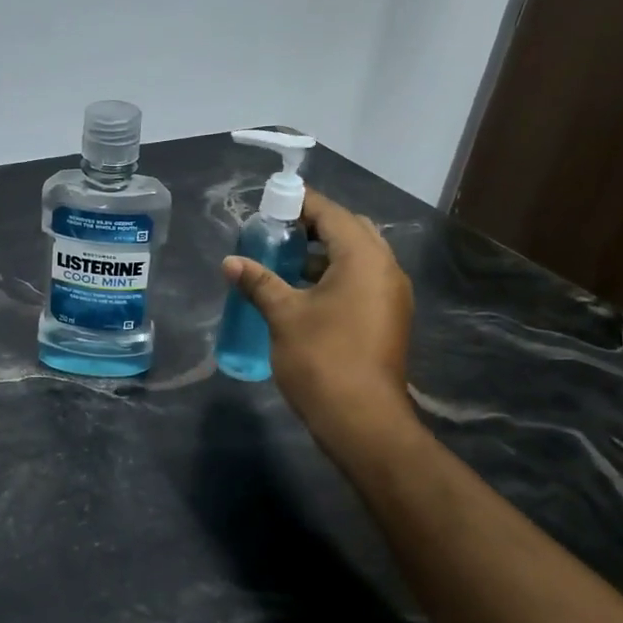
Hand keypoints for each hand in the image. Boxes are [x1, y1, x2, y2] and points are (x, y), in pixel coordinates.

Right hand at [221, 188, 416, 446]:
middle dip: (314, 227)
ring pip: (358, 258)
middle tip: (277, 232)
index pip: (332, 214)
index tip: (271, 202)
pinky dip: (336, 275)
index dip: (301, 203)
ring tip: (284, 260)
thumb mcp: (283, 316)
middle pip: (350, 231)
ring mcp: (391, 295)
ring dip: (324, 253)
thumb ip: (259, 283)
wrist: (361, 419)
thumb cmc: (321, 359)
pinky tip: (305, 292)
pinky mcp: (388, 318)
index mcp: (364, 258)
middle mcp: (386, 269)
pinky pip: (362, 281)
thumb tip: (230, 262)